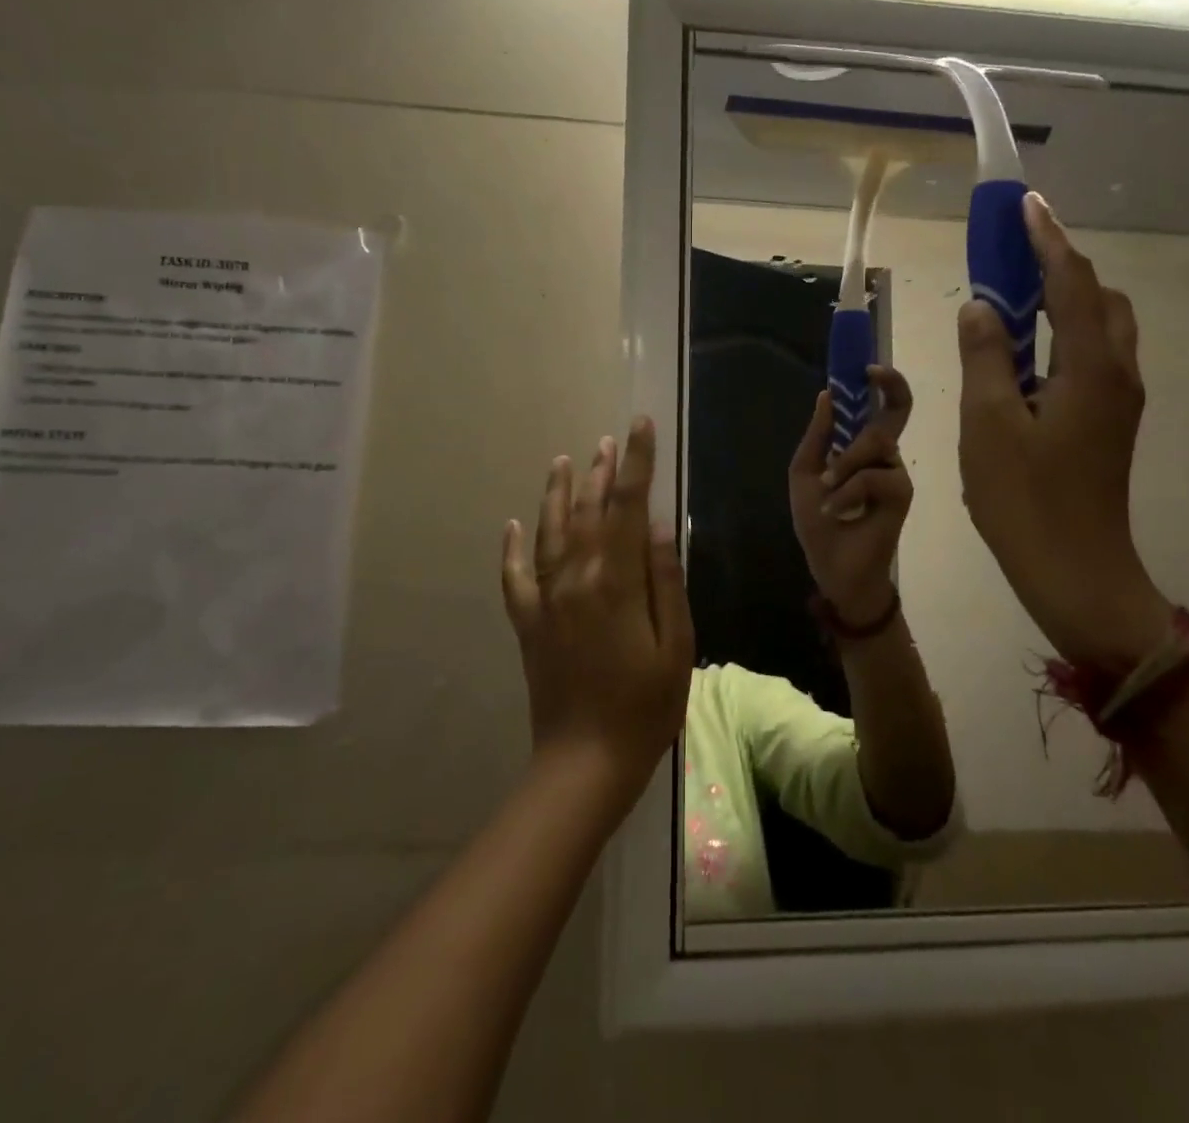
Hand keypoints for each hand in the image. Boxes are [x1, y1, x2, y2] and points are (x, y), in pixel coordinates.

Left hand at [501, 419, 694, 807]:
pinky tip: (513, 525)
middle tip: (609, 439)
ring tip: (564, 460)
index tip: (639, 426)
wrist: (584, 762)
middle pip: (587, 511)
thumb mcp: (676, 644)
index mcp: (617, 581)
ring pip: (550, 532)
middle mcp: (576, 579)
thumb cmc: (645, 706)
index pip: (628, 506)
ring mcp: (546, 599)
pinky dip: (512, 547)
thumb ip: (666, 580)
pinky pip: (515, 576)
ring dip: (557, 493)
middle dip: (600, 471)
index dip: (636, 463)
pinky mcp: (528, 623)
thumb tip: (660, 525)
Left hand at [788, 366, 913, 625]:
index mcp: (861, 446)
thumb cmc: (817, 520)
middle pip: (894, 412)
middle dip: (882, 397)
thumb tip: (826, 394)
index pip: (883, 406)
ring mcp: (896, 472)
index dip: (884, 382)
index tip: (867, 367)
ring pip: (876, 443)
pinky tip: (836, 509)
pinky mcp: (902, 493)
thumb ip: (818, 435)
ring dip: (843, 466)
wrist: (831, 565)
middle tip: (868, 384)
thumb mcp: (806, 472)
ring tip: (826, 490)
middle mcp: (885, 454)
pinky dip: (848, 490)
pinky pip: (874, 476)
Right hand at [957, 194, 1170, 667]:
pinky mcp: (1108, 423)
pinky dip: (1061, 335)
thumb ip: (985, 357)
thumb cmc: (1025, 500)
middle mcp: (1117, 374)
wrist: (1075, 571)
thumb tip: (982, 307)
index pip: (1071, 283)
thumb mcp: (987, 424)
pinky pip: (1091, 358)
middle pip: (1099, 298)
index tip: (1025, 205)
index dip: (1047, 240)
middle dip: (1059, 266)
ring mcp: (1118, 401)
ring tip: (1011, 302)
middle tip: (1010, 257)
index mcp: (1091, 369)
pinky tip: (1021, 354)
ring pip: (1100, 329)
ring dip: (1062, 301)